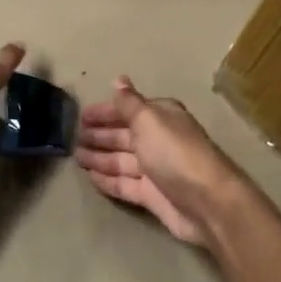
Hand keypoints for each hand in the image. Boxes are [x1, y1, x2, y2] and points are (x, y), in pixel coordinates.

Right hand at [75, 77, 247, 249]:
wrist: (206, 202)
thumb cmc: (174, 153)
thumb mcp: (148, 120)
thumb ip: (129, 103)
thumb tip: (118, 79)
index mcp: (161, 117)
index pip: (128, 109)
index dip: (105, 112)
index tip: (81, 116)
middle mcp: (159, 140)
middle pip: (124, 135)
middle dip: (100, 135)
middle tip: (74, 137)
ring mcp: (155, 169)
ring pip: (121, 160)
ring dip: (99, 157)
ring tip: (76, 157)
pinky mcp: (152, 195)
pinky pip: (124, 183)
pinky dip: (107, 180)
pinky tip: (90, 177)